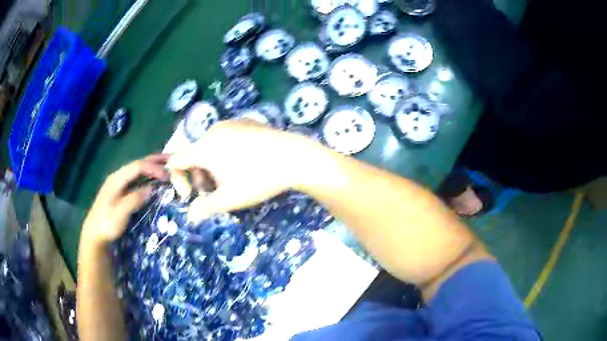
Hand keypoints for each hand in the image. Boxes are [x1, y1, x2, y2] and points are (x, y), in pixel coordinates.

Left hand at [82, 154, 168, 245]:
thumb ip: (134, 199)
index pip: (138, 166)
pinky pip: (137, 178)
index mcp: (117, 179)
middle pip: (138, 164)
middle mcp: (118, 176)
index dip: (153, 168)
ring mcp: (119, 183)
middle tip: (173, 159)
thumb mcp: (119, 214)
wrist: (95, 233)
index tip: (168, 175)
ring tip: (167, 165)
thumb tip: (151, 189)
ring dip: (153, 166)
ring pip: (138, 170)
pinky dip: (148, 175)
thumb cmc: (106, 224)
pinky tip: (155, 178)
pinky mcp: (121, 191)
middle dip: (155, 161)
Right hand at [168, 121, 322, 212]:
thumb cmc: (257, 180)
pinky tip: (246, 163)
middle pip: (195, 155)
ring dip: (212, 166)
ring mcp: (231, 123)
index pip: (175, 160)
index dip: (177, 180)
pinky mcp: (246, 122)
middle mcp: (213, 130)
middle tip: (216, 191)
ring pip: (210, 147)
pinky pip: (226, 138)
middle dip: (200, 176)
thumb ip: (205, 208)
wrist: (294, 158)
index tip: (191, 195)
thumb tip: (191, 217)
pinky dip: (225, 153)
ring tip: (232, 179)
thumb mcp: (229, 199)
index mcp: (204, 147)